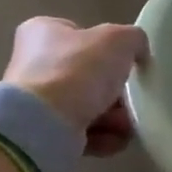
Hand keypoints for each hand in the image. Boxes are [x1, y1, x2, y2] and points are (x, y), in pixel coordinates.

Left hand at [4, 18, 149, 147]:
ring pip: (88, 105)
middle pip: (89, 75)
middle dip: (116, 91)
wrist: (44, 123)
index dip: (108, 48)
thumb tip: (138, 53)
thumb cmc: (78, 69)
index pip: (81, 34)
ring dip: (114, 116)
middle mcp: (33, 63)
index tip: (126, 62)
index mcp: (43, 32)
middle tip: (132, 99)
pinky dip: (102, 136)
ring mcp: (36, 100)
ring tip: (127, 125)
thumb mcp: (120, 39)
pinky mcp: (42, 131)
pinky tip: (115, 139)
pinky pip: (81, 131)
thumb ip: (135, 39)